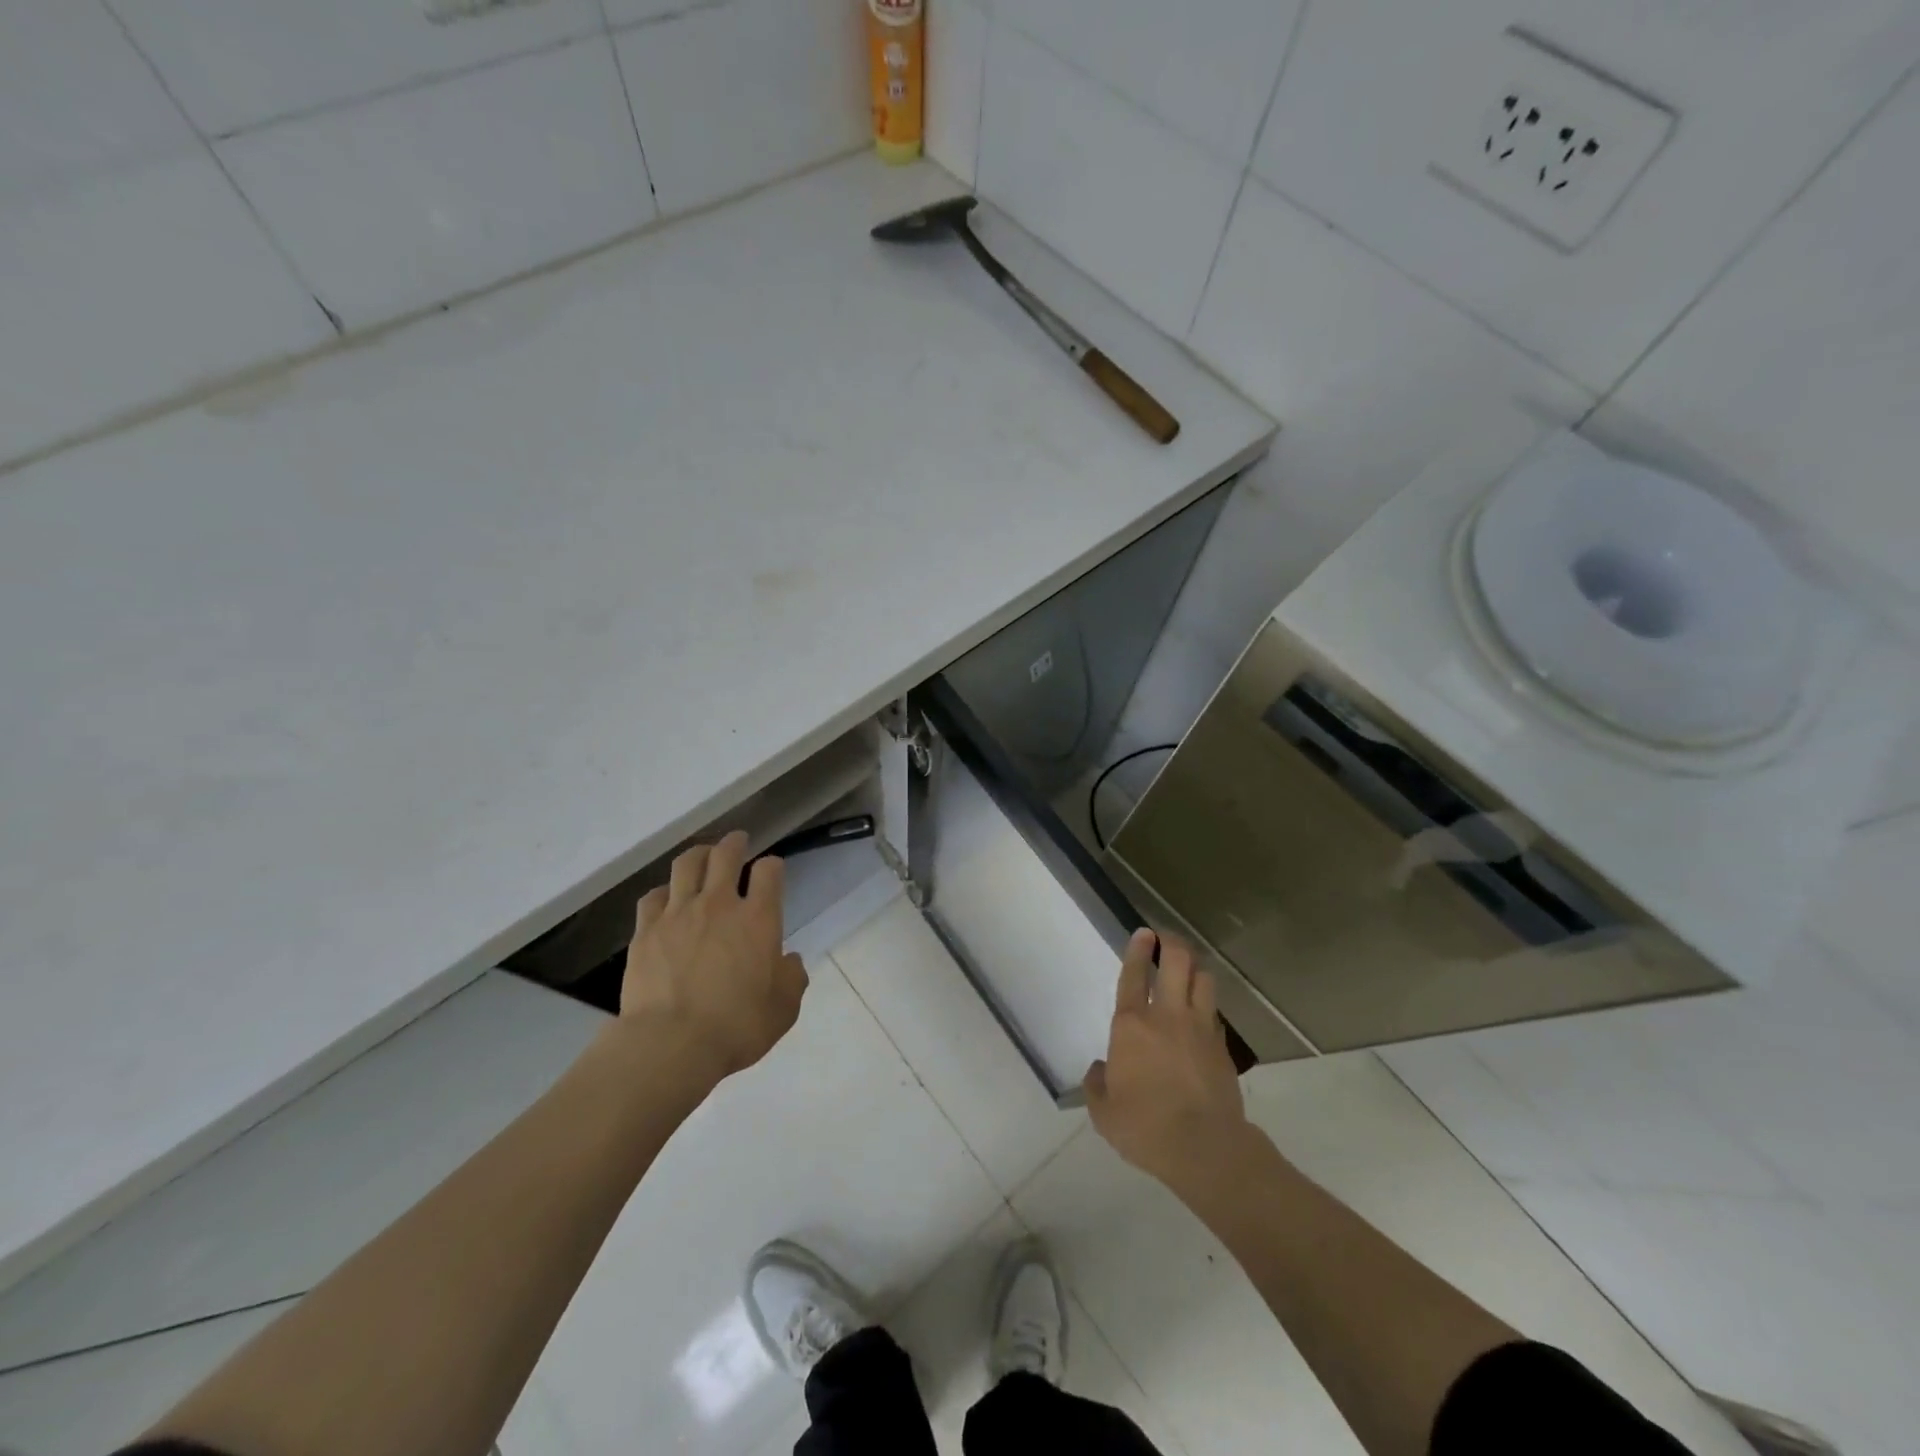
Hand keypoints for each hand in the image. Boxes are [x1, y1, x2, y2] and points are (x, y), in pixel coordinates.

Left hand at [618, 831, 807, 1083]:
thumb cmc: (737, 1026)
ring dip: (698, 854)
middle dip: (735, 843)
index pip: (769, 871)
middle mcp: (719, 905)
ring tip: (702, 854)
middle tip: (738, 840)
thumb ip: (792, 978)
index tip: (772, 870)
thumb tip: (789, 961)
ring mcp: (678, 914)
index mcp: (758, 919)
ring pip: (686, 865)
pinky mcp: (646, 931)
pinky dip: (664, 891)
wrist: (671, 1044)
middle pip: (725, 855)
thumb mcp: (783, 1009)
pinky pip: (653, 897)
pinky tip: (666, 897)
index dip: (773, 866)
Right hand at [1084, 930, 1249, 1189]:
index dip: (1138, 949)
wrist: (1205, 1149)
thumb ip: (1097, 1085)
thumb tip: (1100, 1070)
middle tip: (1165, 938)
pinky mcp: (1222, 1047)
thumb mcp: (1104, 1113)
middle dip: (1171, 942)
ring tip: (1187, 967)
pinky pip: (1215, 1011)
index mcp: (1132, 1025)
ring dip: (1194, 967)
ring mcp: (1200, 1028)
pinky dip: (1207, 1002)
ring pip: (1203, 979)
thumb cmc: (1145, 1128)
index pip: (1133, 974)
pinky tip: (1201, 1010)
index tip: (1143, 933)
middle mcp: (1167, 1016)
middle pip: (1177, 961)